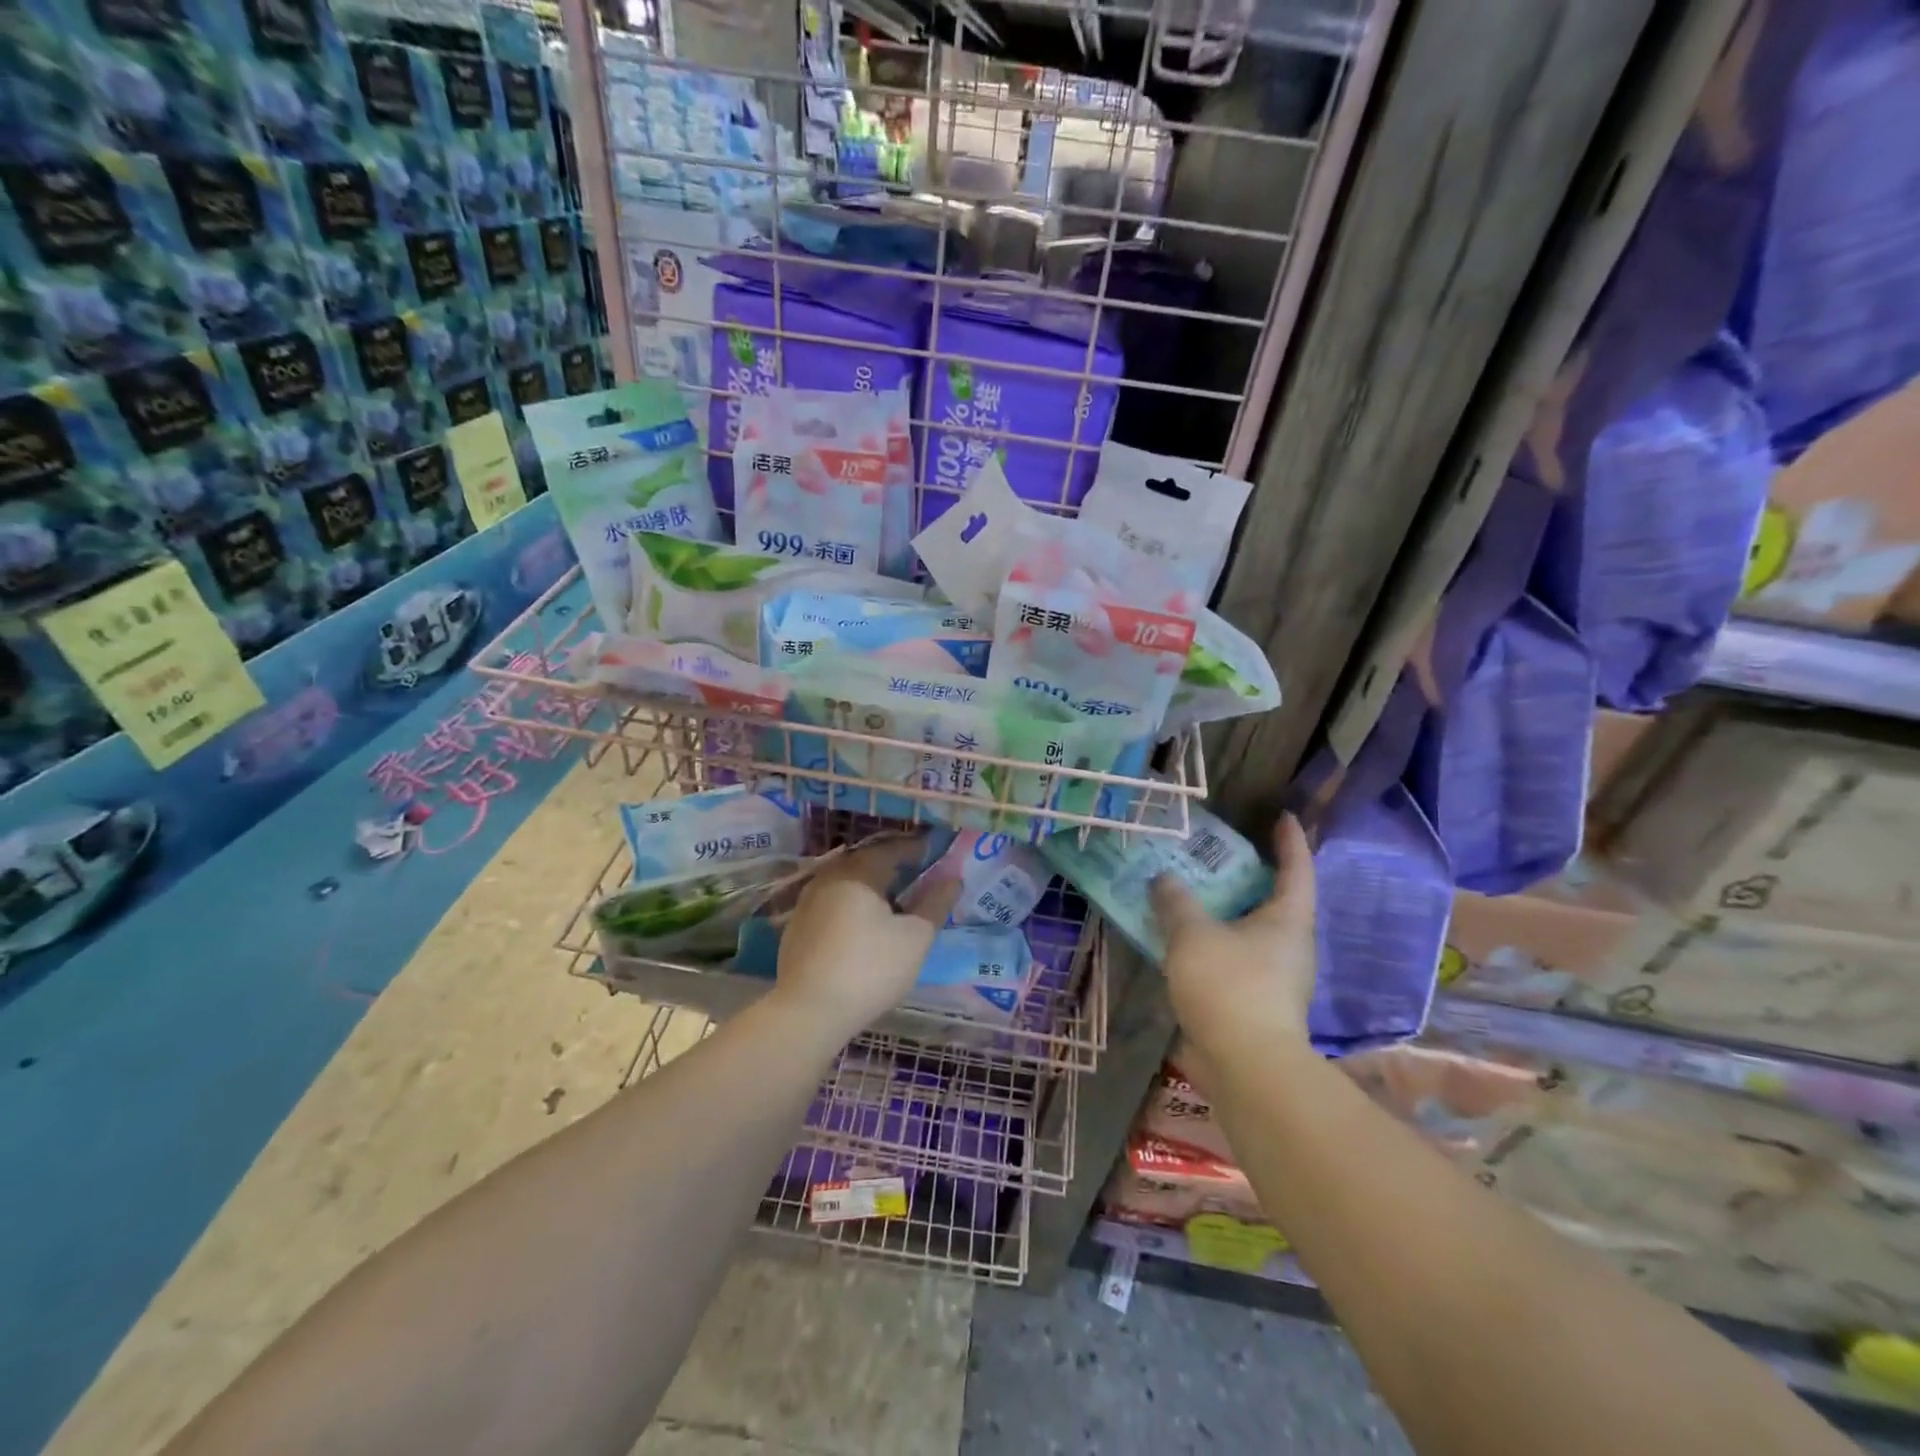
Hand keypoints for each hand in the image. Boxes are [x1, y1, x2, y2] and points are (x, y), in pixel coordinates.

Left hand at [772, 835, 960, 1043]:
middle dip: (892, 866)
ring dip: (870, 887)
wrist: (807, 1012)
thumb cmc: (869, 969)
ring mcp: (807, 903)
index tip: (935, 853)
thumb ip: (935, 904)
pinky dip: (852, 906)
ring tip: (893, 901)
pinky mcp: (797, 928)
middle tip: (916, 874)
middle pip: (865, 862)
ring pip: (846, 883)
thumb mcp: (915, 938)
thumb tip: (953, 879)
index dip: (915, 849)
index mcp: (858, 872)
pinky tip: (863, 926)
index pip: (891, 849)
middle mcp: (829, 878)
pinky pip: (832, 904)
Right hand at [1151, 814, 1317, 1063]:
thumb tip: (1164, 878)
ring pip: (1254, 930)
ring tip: (1196, 893)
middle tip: (1221, 854)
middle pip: (1277, 899)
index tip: (1283, 816)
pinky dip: (1217, 941)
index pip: (1297, 868)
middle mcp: (1292, 945)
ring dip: (1230, 911)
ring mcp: (1279, 976)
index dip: (1290, 840)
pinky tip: (1188, 940)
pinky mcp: (1260, 1002)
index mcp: (1288, 919)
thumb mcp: (1192, 934)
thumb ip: (1176, 901)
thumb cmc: (1229, 987)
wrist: (1247, 1067)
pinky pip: (1239, 956)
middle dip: (1253, 875)